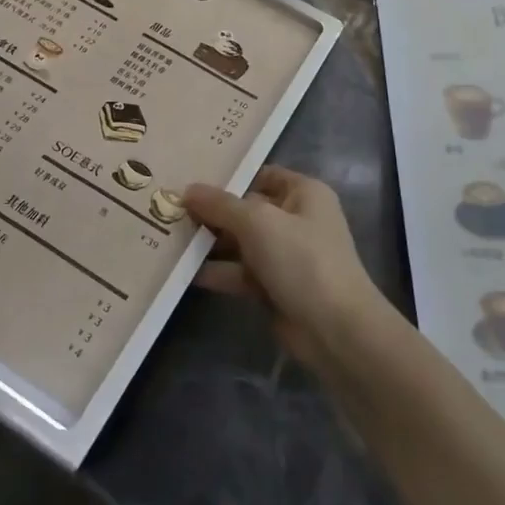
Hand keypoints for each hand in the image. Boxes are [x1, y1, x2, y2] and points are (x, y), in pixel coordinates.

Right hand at [184, 166, 390, 373]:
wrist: (334, 329)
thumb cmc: (301, 259)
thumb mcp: (257, 222)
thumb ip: (220, 204)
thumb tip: (188, 189)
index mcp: (304, 194)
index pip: (262, 175)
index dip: (230, 176)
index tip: (191, 177)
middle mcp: (296, 220)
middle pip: (247, 210)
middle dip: (212, 211)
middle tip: (170, 208)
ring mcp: (286, 256)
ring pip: (241, 243)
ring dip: (210, 243)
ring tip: (169, 237)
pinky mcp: (275, 287)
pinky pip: (241, 272)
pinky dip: (217, 271)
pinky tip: (183, 271)